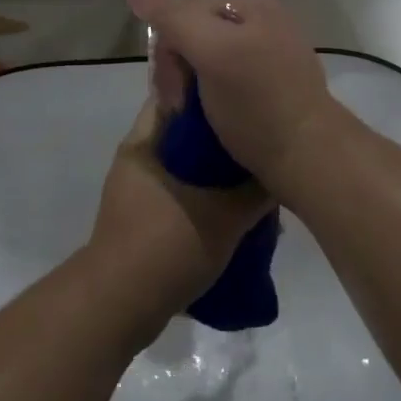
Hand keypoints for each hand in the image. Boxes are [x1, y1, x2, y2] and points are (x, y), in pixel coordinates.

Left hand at [85, 100, 271, 333]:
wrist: (119, 306)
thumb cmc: (167, 245)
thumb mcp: (224, 217)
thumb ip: (256, 192)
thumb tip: (280, 171)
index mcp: (144, 143)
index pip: (176, 96)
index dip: (210, 94)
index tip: (244, 99)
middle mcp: (136, 159)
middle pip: (183, 134)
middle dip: (219, 140)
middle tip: (256, 142)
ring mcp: (134, 191)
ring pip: (182, 167)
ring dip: (213, 174)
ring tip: (252, 180)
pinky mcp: (139, 220)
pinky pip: (177, 195)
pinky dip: (203, 198)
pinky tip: (233, 213)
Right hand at [124, 0, 344, 192]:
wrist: (309, 158)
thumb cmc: (257, 102)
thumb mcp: (210, 52)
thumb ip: (171, 17)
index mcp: (252, 4)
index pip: (184, 11)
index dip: (167, 48)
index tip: (168, 92)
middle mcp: (264, 21)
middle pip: (196, 34)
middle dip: (178, 68)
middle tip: (178, 107)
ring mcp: (271, 54)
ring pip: (209, 59)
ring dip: (191, 85)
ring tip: (192, 115)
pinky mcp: (275, 86)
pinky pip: (228, 79)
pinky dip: (213, 96)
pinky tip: (215, 117)